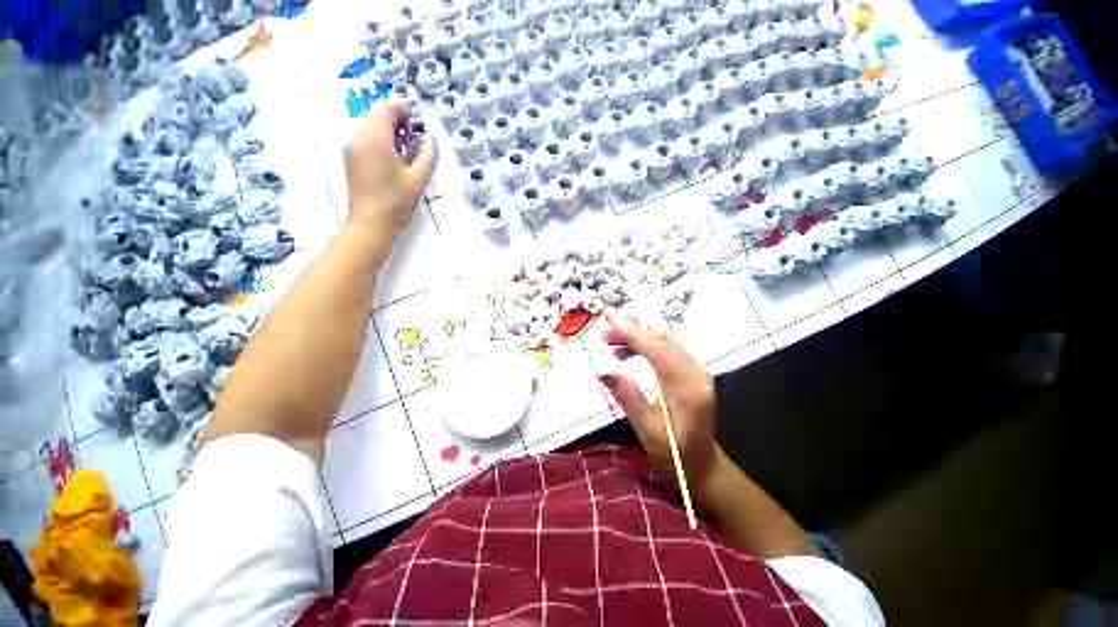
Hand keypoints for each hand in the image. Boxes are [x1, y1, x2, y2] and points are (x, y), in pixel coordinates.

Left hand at [344, 103, 435, 240]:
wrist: (371, 223)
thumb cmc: (397, 201)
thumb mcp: (418, 178)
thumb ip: (426, 154)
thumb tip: (430, 138)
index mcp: (376, 138)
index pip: (386, 109)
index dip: (402, 110)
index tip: (415, 121)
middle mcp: (359, 137)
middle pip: (374, 115)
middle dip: (393, 118)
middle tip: (411, 134)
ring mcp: (351, 147)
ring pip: (367, 126)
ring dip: (385, 129)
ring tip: (403, 147)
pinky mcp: (349, 158)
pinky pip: (363, 138)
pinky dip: (377, 139)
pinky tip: (390, 156)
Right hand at [598, 308, 718, 492]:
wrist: (703, 464)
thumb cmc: (674, 452)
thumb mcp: (646, 428)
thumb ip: (626, 394)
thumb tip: (602, 368)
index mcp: (686, 385)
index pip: (655, 348)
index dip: (630, 330)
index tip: (607, 315)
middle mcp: (695, 370)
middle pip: (660, 338)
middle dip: (630, 330)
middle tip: (602, 333)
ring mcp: (695, 368)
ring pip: (662, 341)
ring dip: (635, 337)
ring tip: (609, 343)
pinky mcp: (690, 370)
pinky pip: (665, 349)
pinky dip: (644, 346)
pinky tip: (626, 353)